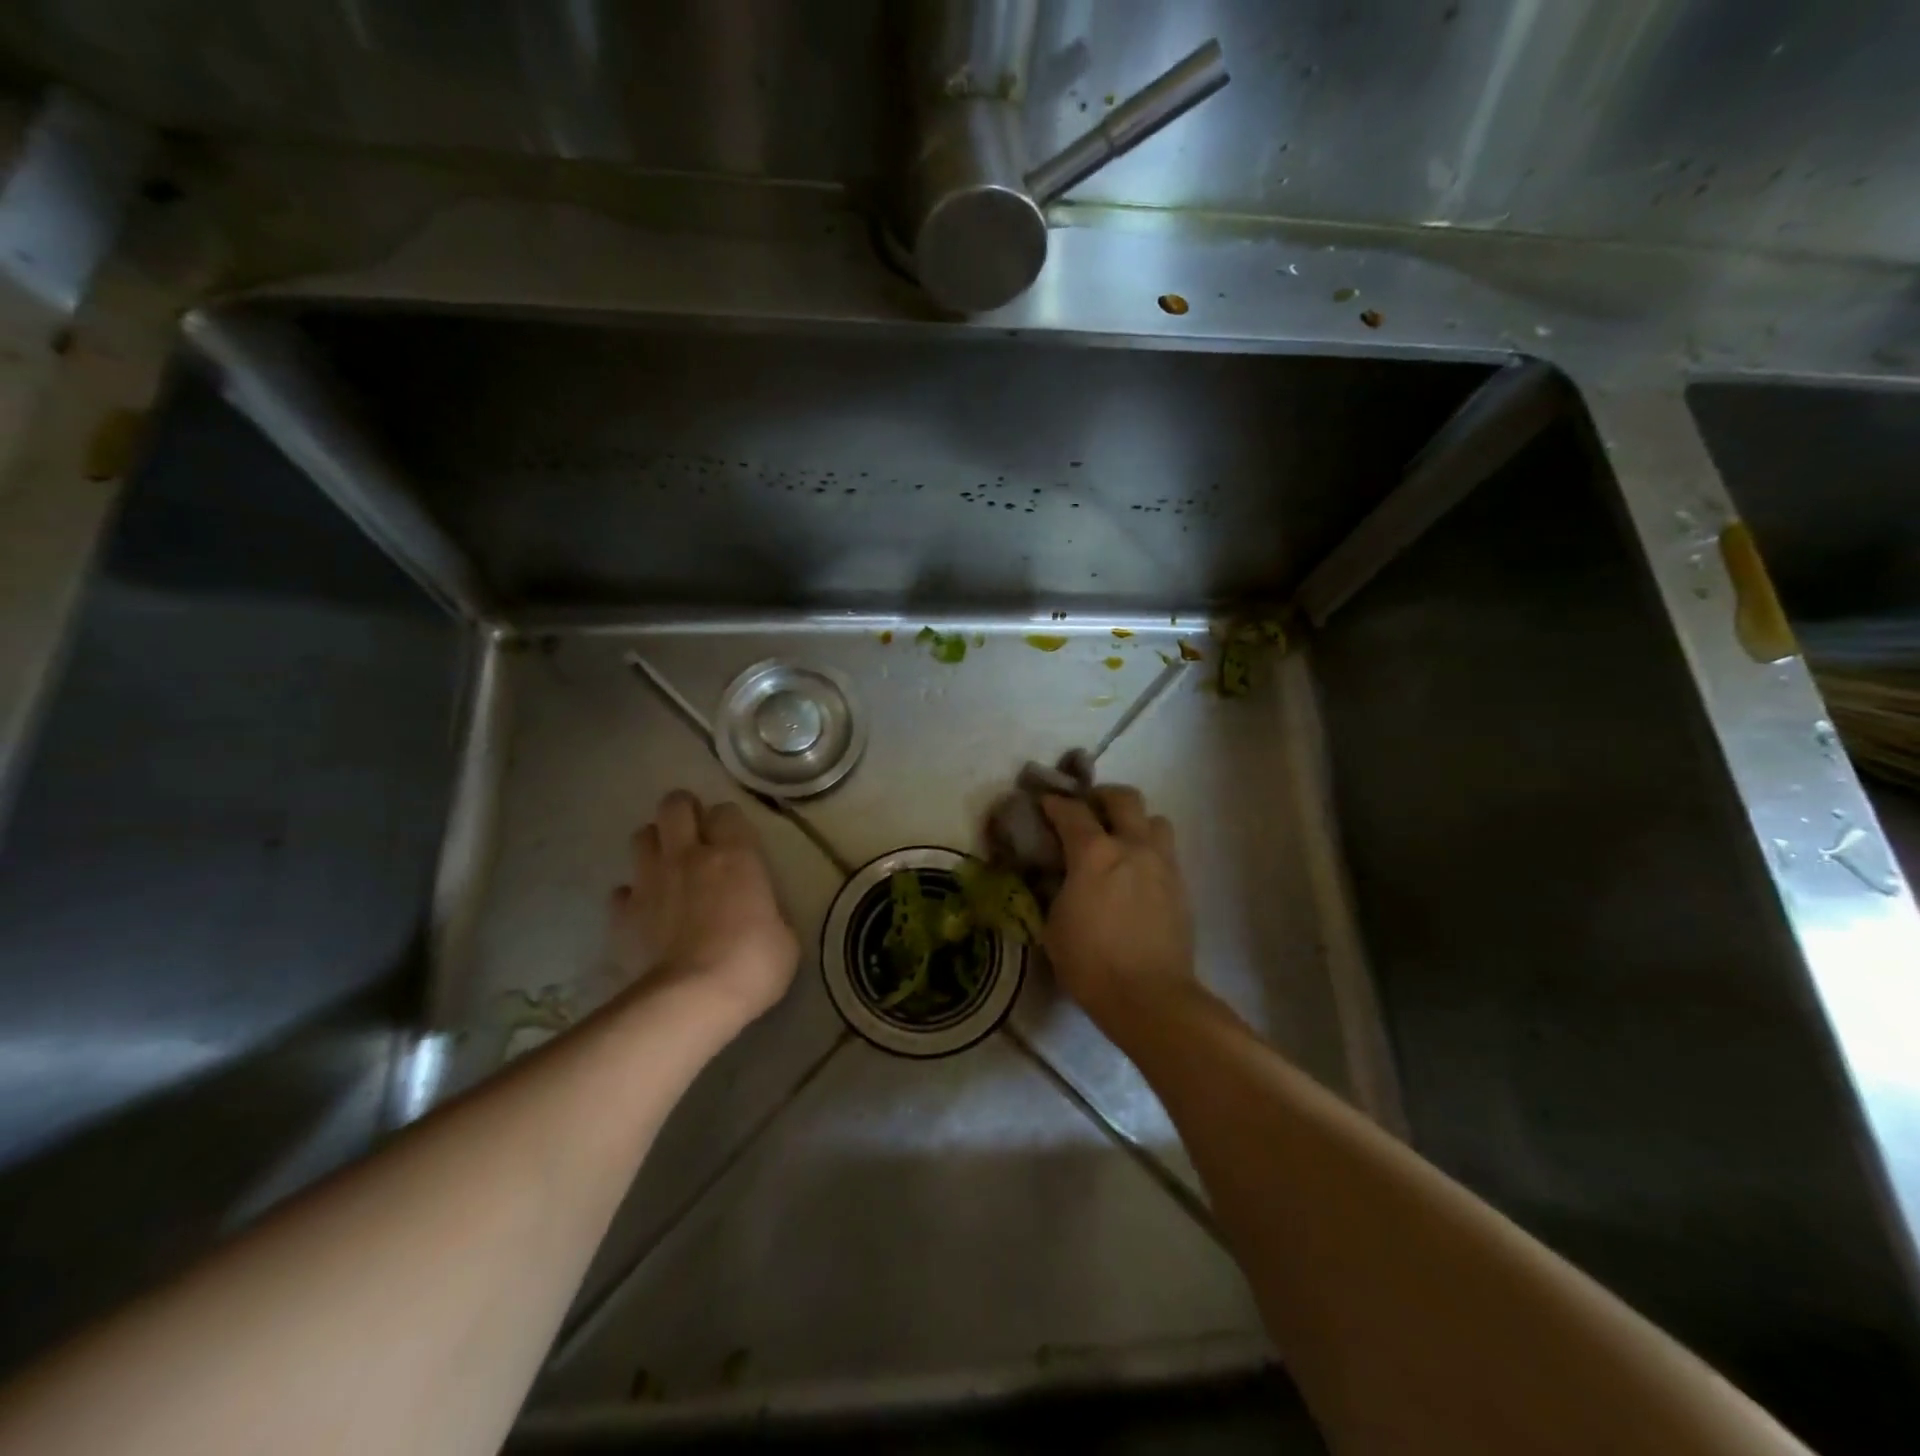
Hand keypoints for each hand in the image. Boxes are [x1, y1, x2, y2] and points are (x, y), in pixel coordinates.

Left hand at [611, 791, 798, 1023]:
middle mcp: (689, 856)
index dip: (729, 822)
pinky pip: (622, 891)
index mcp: (735, 855)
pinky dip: (632, 896)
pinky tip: (645, 912)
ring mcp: (651, 882)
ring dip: (655, 845)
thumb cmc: (753, 962)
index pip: (726, 811)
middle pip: (674, 806)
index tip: (735, 839)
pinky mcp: (624, 914)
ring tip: (667, 866)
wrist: (693, 999)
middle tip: (695, 833)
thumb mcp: (784, 934)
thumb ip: (767, 909)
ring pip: (641, 837)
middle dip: (683, 811)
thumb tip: (758, 913)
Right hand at [1040, 786, 1197, 1035]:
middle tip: (1088, 810)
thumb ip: (1055, 889)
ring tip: (1121, 840)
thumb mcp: (1054, 925)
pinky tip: (1137, 874)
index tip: (1045, 804)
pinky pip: (1166, 852)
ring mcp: (1163, 864)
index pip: (1071, 811)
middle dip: (1102, 797)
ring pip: (1155, 819)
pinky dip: (1149, 851)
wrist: (1150, 997)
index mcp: (1094, 853)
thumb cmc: (1090, 963)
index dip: (1054, 803)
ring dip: (1135, 821)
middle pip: (1124, 798)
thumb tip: (1057, 875)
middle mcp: (1133, 846)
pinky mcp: (1181, 885)